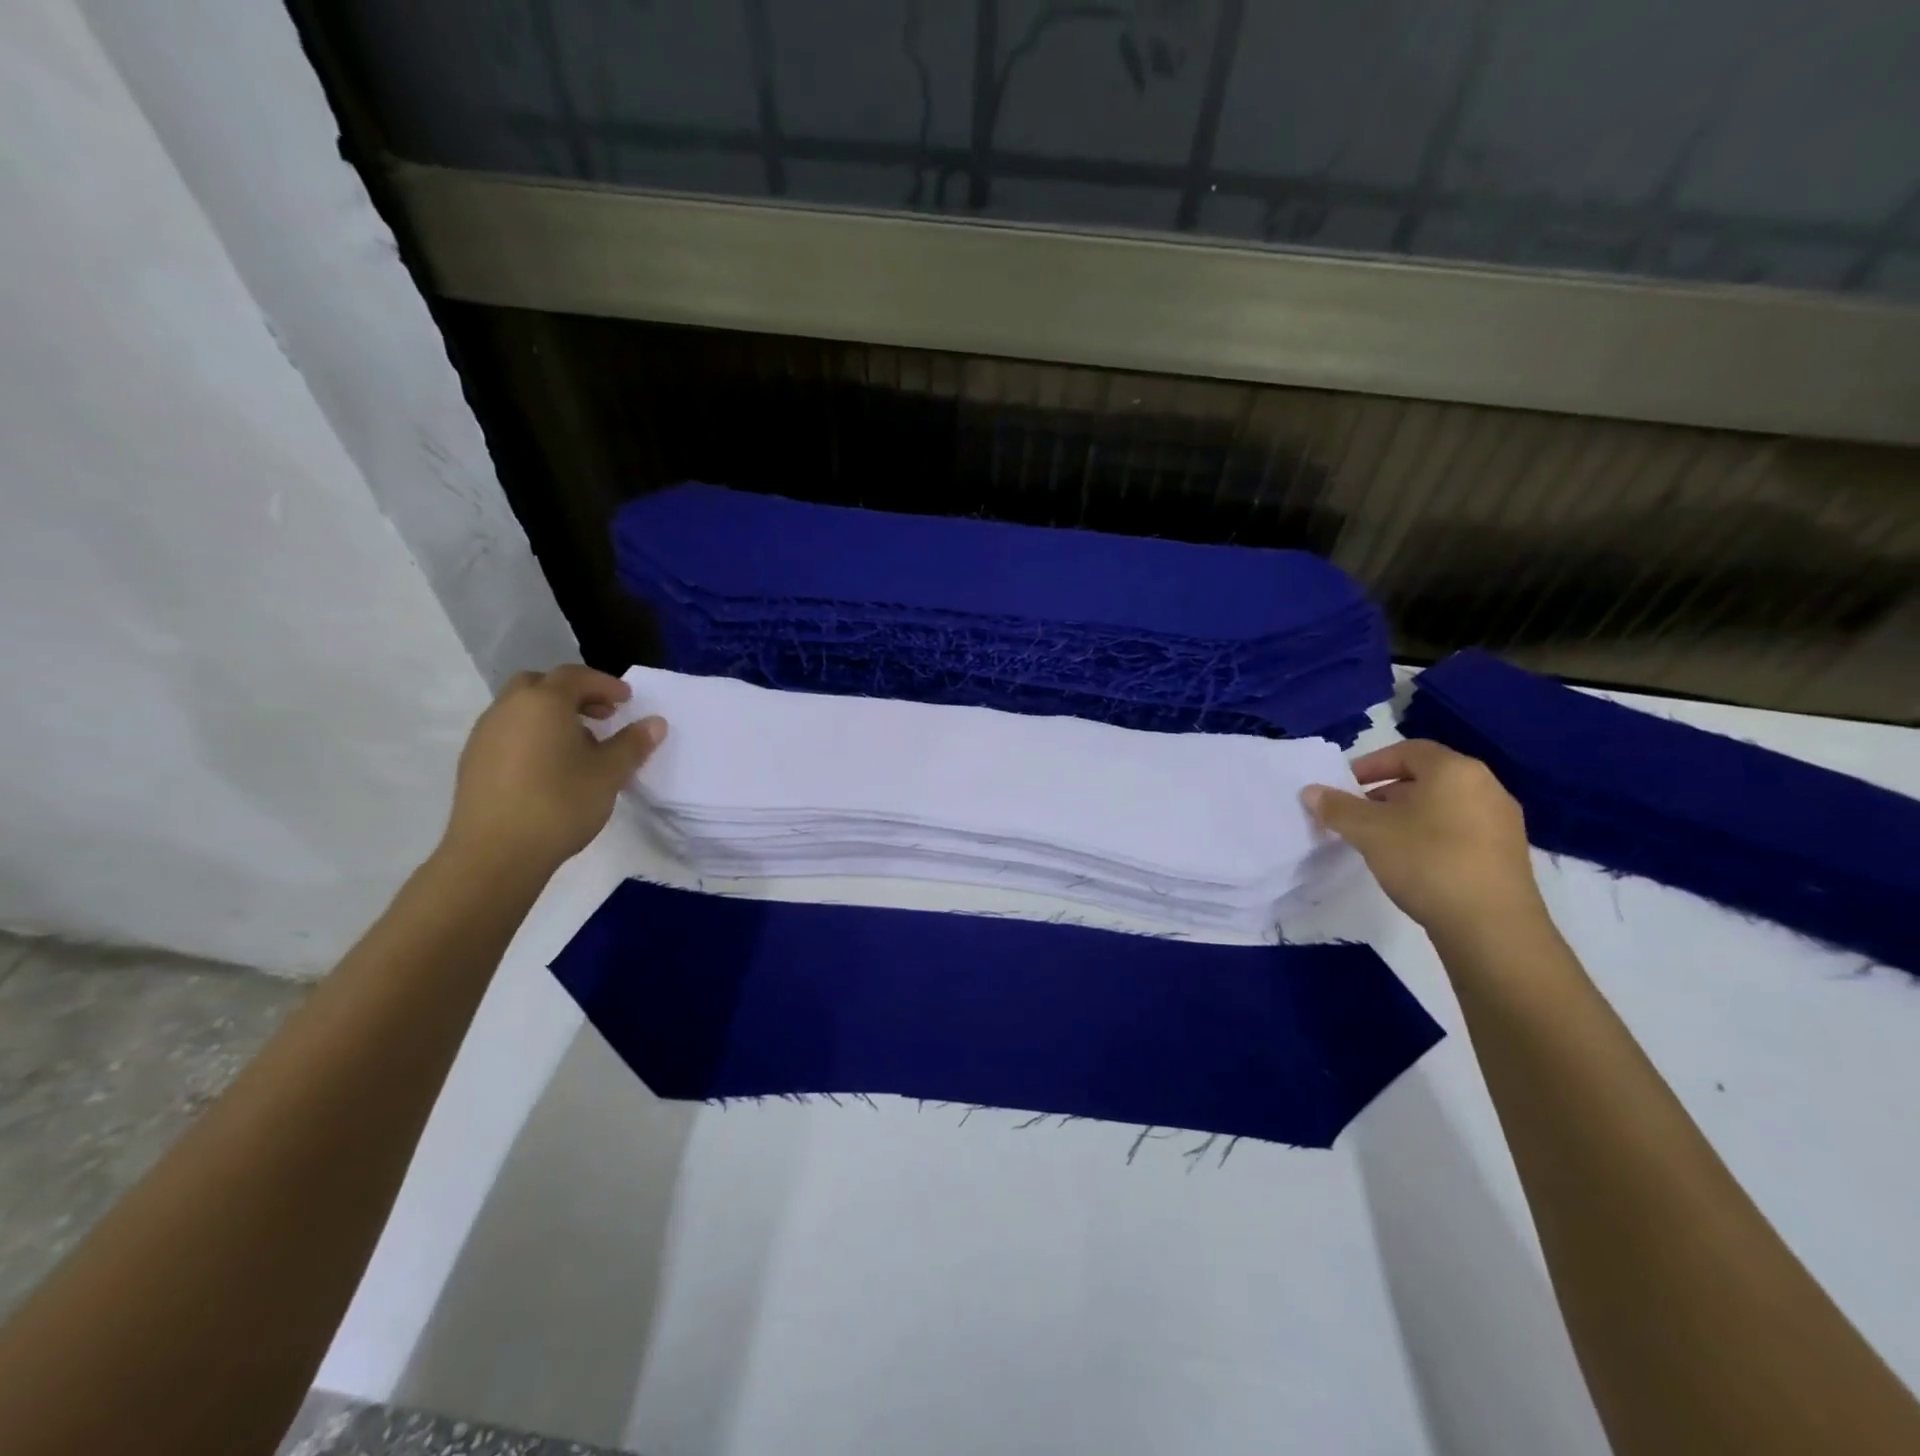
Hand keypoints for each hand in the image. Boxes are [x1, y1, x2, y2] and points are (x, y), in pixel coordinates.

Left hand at [442, 665, 665, 873]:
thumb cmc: (560, 804)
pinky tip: (550, 767)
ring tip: (580, 745)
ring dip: (552, 715)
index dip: (605, 684)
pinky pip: (508, 732)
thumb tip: (655, 722)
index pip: (575, 676)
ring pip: (521, 709)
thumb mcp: (609, 774)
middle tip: (601, 716)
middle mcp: (508, 709)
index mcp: (543, 703)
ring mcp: (485, 735)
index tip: (627, 701)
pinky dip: (533, 735)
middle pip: (541, 685)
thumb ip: (632, 744)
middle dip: (573, 694)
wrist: (495, 853)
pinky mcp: (473, 762)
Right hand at [1302, 739, 1544, 941]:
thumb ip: (1337, 807)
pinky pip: (1459, 831)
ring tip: (1378, 840)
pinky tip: (1410, 862)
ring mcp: (1501, 823)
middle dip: (1384, 792)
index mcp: (1456, 771)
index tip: (1344, 786)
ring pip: (1442, 806)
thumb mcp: (1369, 832)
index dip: (1371, 764)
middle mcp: (1486, 787)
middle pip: (1426, 778)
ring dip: (1406, 816)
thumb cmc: (1427, 862)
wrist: (1492, 928)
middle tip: (1355, 814)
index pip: (1408, 751)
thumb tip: (1311, 791)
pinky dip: (1430, 836)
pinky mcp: (1506, 855)